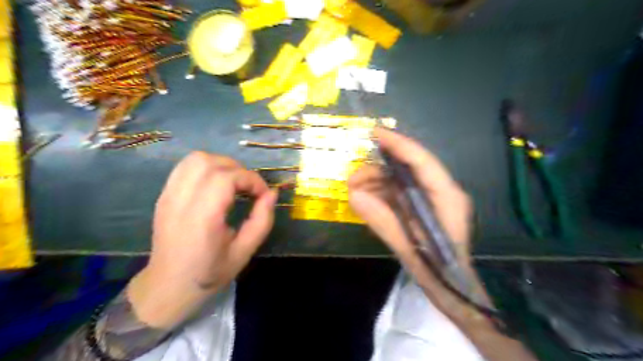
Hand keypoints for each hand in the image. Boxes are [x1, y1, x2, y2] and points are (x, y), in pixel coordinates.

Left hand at [126, 153, 275, 329]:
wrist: (168, 287)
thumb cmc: (209, 273)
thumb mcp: (244, 252)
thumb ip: (262, 220)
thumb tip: (272, 193)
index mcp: (202, 218)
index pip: (226, 178)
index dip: (251, 180)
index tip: (263, 195)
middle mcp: (181, 201)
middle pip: (210, 162)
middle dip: (238, 169)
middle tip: (249, 189)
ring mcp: (169, 196)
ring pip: (196, 159)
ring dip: (222, 165)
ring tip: (234, 183)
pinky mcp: (164, 195)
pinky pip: (186, 167)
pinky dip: (207, 168)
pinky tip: (216, 185)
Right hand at [346, 129, 475, 317]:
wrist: (452, 288)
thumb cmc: (438, 270)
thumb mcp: (408, 248)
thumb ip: (382, 221)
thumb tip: (353, 195)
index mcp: (447, 197)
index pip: (422, 162)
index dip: (399, 144)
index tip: (374, 133)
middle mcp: (441, 191)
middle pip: (408, 169)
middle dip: (378, 170)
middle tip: (352, 180)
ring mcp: (431, 198)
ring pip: (400, 180)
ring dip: (376, 182)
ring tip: (354, 192)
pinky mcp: (422, 206)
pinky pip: (398, 192)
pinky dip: (380, 194)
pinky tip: (366, 200)